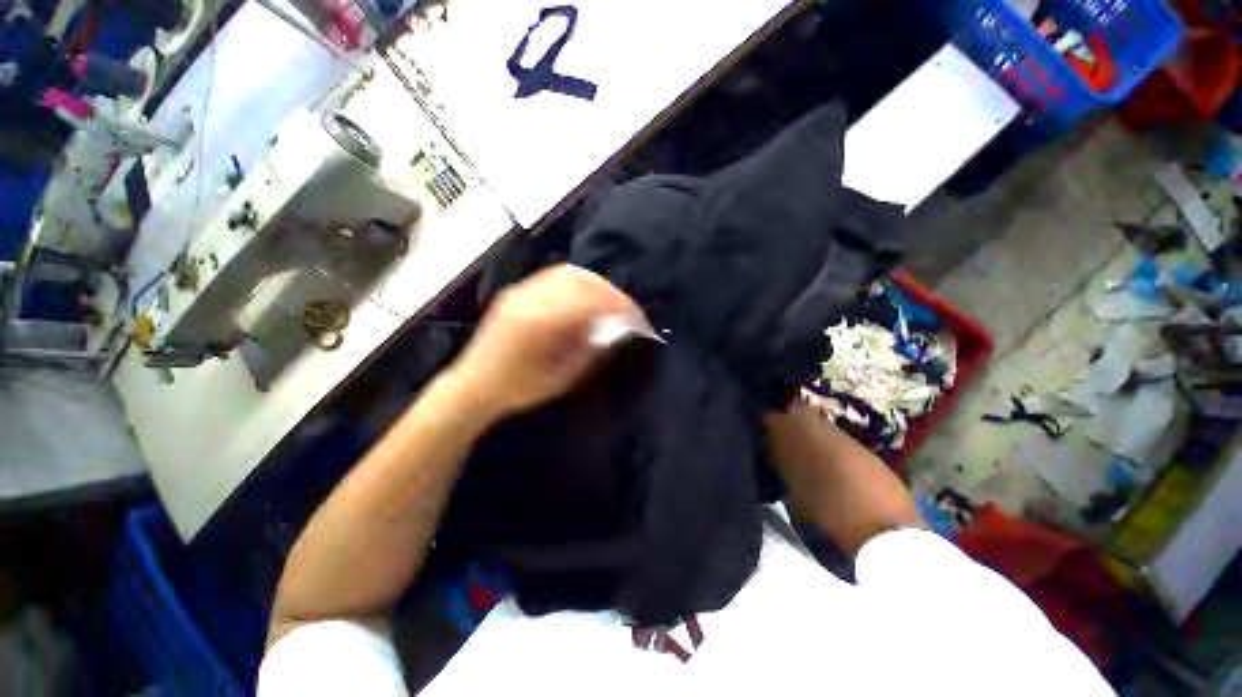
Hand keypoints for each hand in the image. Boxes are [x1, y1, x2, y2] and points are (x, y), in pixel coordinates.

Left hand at [445, 264, 644, 418]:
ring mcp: (521, 290)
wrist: (473, 385)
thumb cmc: (518, 389)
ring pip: (568, 272)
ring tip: (609, 302)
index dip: (620, 305)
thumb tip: (616, 330)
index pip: (591, 300)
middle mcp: (530, 298)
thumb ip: (590, 350)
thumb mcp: (561, 378)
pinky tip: (585, 297)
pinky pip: (553, 276)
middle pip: (581, 280)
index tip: (638, 318)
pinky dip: (577, 282)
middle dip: (611, 292)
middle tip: (627, 310)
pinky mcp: (517, 290)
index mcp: (540, 322)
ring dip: (595, 284)